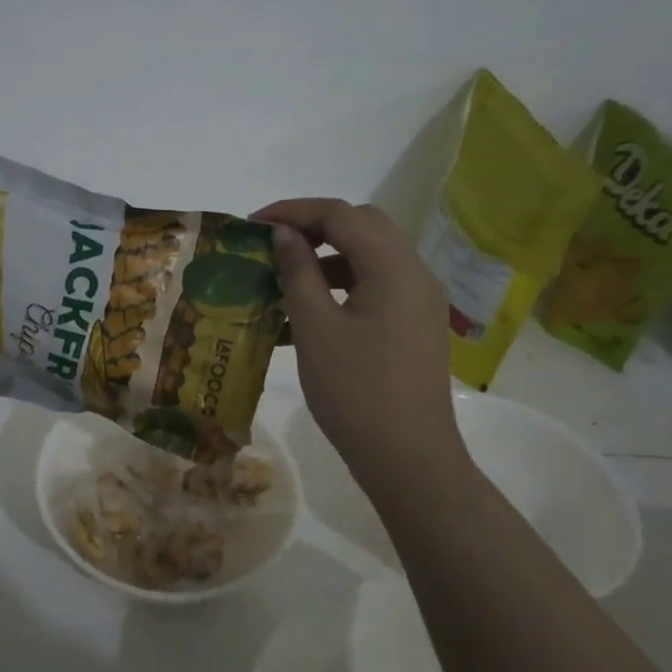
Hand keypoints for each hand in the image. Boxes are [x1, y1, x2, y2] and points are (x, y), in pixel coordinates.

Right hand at [252, 199, 468, 493]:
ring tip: (281, 282)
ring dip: (325, 261)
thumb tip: (284, 234)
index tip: (253, 225)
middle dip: (313, 229)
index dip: (295, 211)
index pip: (343, 215)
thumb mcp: (316, 329)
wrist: (409, 460)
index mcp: (394, 268)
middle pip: (363, 228)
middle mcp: (414, 275)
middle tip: (271, 245)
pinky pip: (375, 290)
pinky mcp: (413, 328)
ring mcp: (418, 303)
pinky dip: (339, 291)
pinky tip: (303, 318)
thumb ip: (298, 272)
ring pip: (369, 260)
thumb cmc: (356, 392)